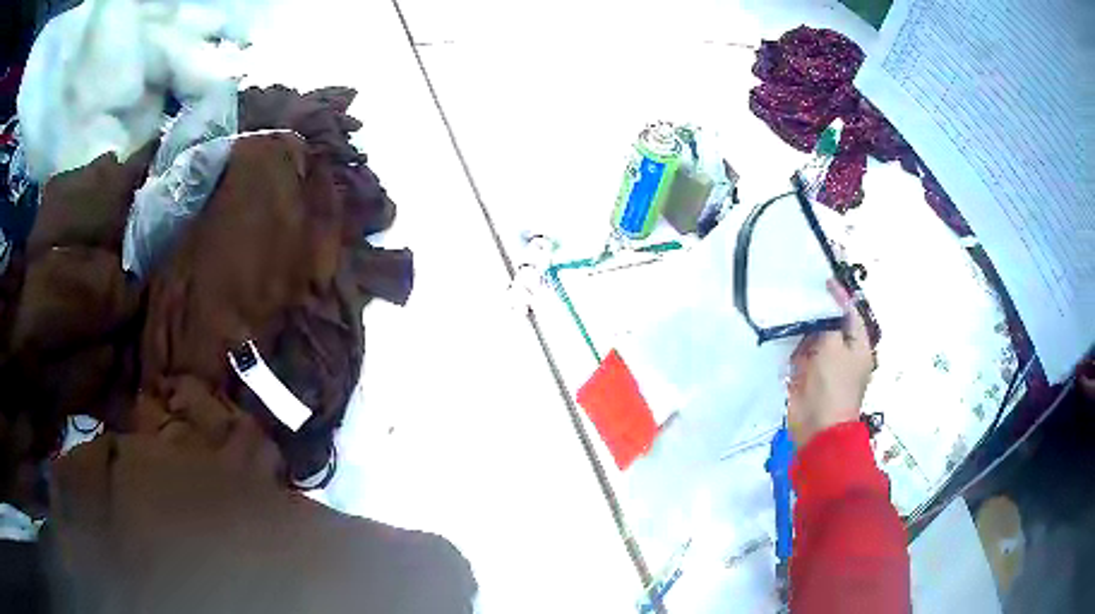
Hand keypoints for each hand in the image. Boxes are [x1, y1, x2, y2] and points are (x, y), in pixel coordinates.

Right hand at [786, 279, 874, 447]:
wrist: (818, 428)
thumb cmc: (833, 385)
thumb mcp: (833, 346)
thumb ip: (826, 325)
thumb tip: (820, 315)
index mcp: (858, 345)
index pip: (851, 313)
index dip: (839, 296)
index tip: (825, 280)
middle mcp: (843, 352)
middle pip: (830, 324)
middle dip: (817, 311)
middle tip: (801, 292)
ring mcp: (824, 366)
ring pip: (813, 339)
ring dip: (802, 328)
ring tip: (788, 308)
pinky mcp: (807, 377)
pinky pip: (800, 354)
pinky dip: (793, 347)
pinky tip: (782, 334)